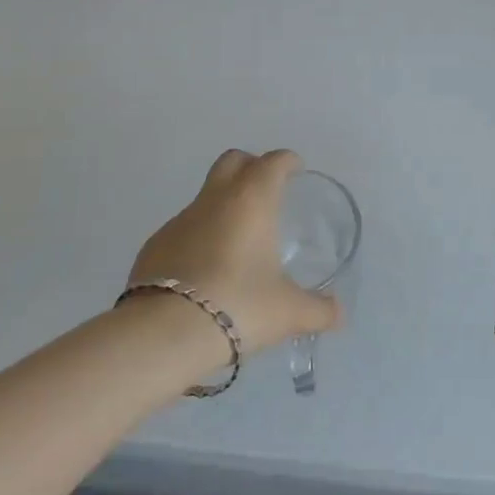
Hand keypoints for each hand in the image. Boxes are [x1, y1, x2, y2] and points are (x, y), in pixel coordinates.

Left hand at [126, 149, 341, 355]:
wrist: (164, 334)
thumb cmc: (239, 306)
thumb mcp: (288, 312)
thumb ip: (318, 309)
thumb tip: (339, 314)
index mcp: (252, 200)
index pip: (273, 162)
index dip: (287, 162)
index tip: (296, 170)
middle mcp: (215, 200)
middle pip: (232, 161)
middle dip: (251, 166)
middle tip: (266, 191)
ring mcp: (180, 220)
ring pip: (206, 196)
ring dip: (223, 206)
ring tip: (238, 242)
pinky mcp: (154, 246)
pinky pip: (184, 229)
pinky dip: (199, 237)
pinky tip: (206, 270)